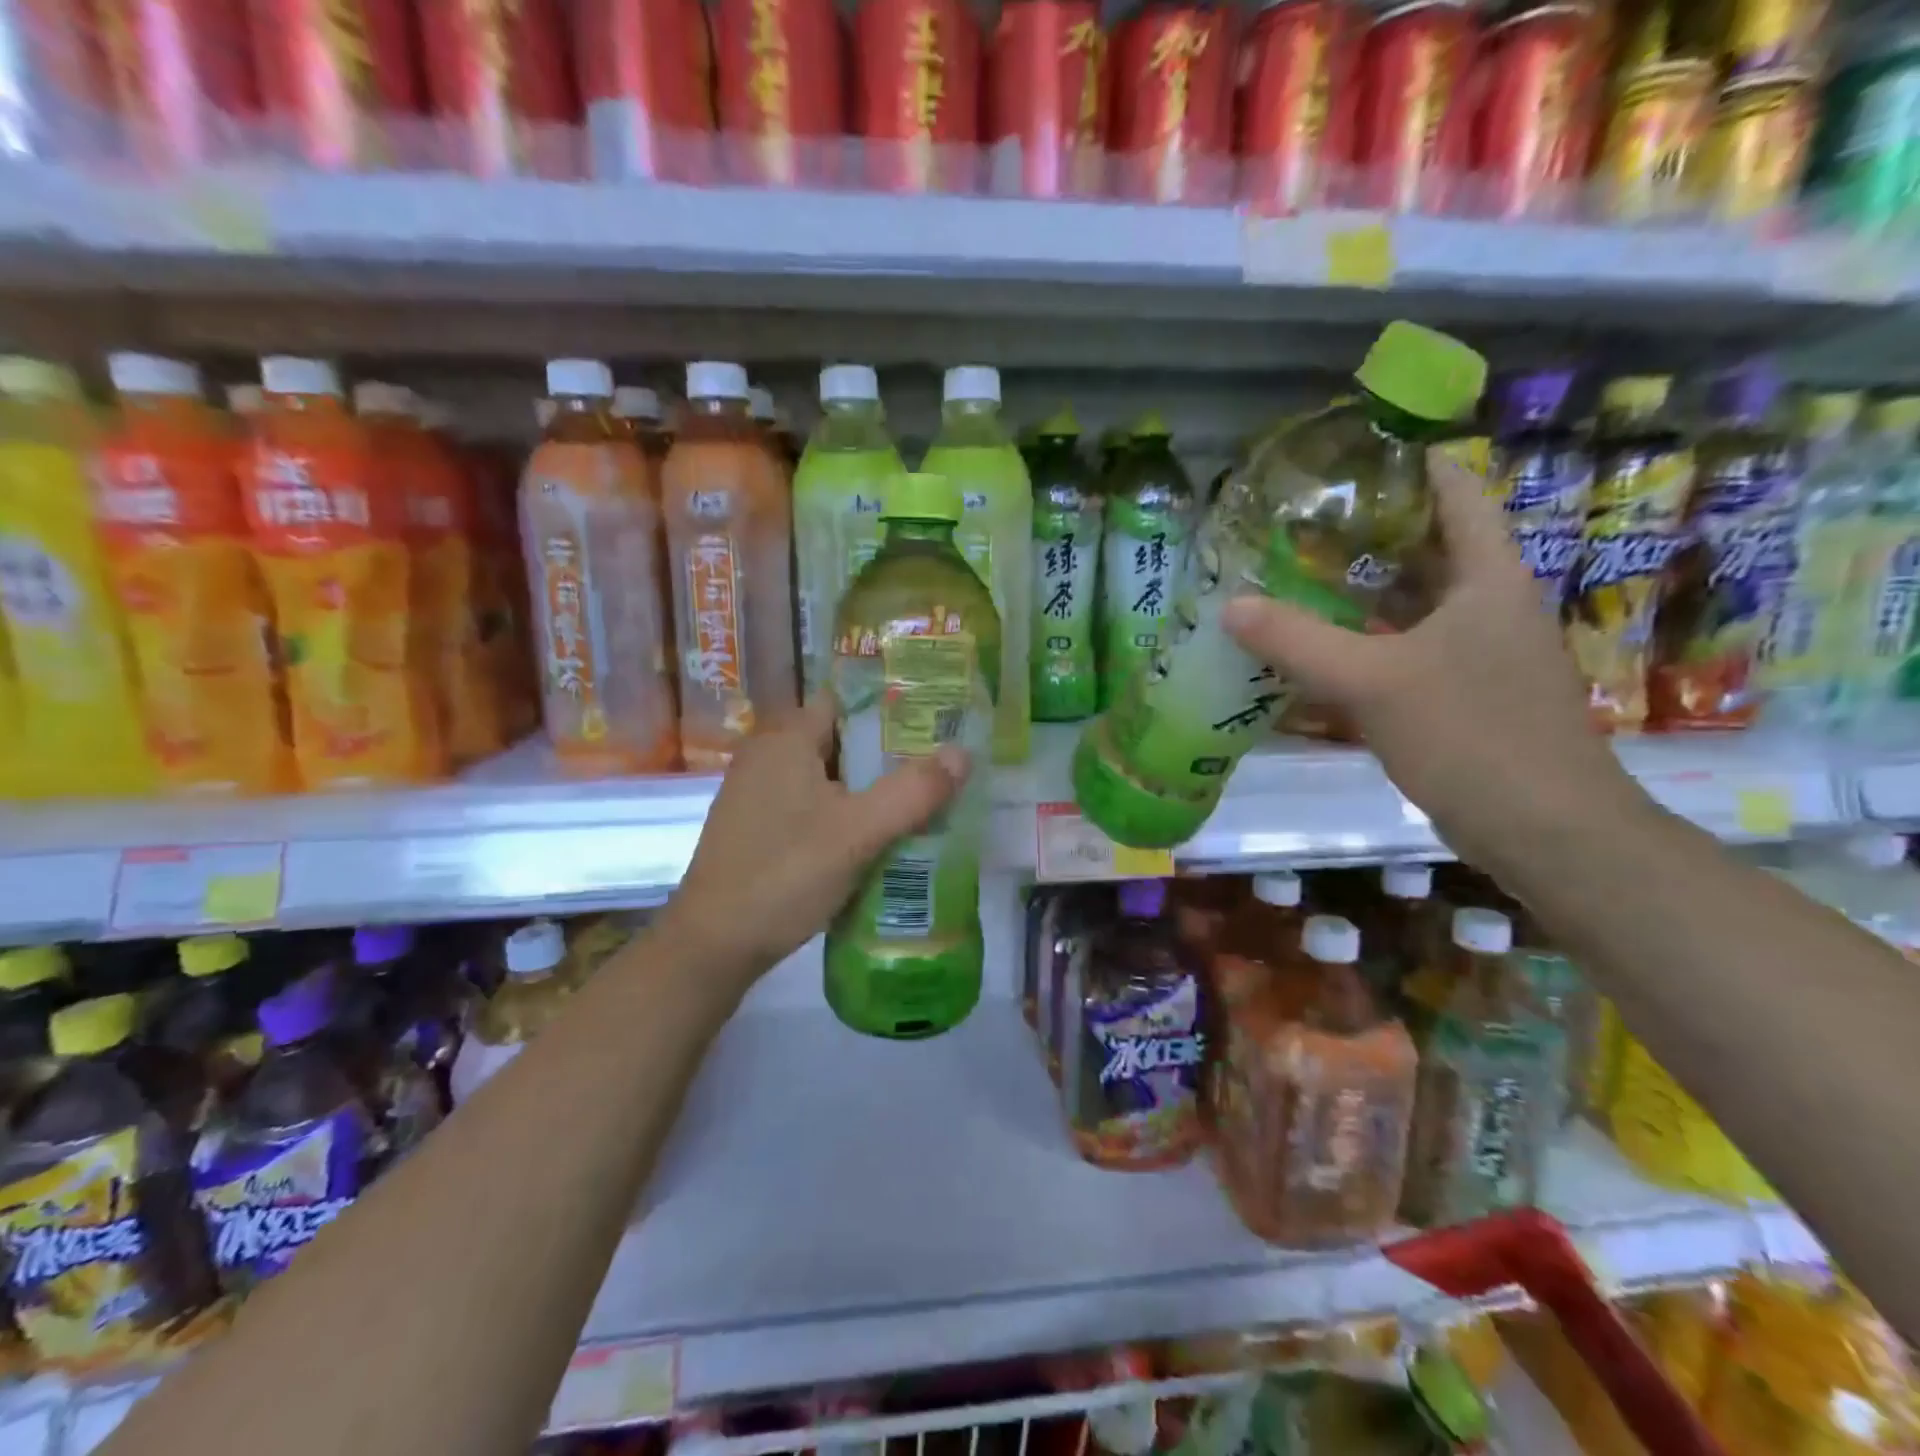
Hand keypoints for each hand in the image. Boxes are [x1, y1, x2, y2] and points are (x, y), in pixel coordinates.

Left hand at [661, 695, 968, 986]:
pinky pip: (812, 806)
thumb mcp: (858, 832)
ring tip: (918, 802)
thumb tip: (963, 753)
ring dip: (868, 788)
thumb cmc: (785, 873)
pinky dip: (844, 813)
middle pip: (840, 741)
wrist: (713, 945)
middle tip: (937, 769)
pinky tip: (875, 838)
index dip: (890, 710)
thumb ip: (913, 791)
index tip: (934, 727)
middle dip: (887, 755)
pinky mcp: (757, 828)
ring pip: (827, 777)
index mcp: (786, 739)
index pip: (845, 702)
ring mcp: (757, 793)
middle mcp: (767, 755)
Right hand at [1222, 451, 1642, 871]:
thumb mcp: (1373, 682)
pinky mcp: (1461, 696)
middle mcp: (1487, 605)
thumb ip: (1297, 641)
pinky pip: (1403, 652)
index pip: (1454, 492)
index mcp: (1487, 578)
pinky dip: (1361, 645)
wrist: (1543, 830)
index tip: (1344, 460)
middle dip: (1363, 534)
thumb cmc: (1471, 736)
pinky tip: (1315, 654)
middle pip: (1425, 547)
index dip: (1406, 465)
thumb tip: (1230, 606)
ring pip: (1410, 605)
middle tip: (1293, 527)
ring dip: (1357, 594)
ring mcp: (1476, 653)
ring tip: (1291, 580)